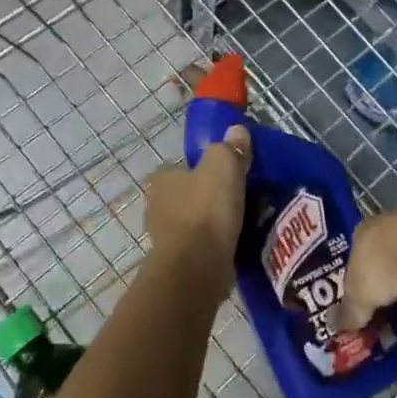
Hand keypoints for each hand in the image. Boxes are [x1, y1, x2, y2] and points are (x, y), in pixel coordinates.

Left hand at [143, 126, 250, 280]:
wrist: (197, 267)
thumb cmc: (206, 210)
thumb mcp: (224, 166)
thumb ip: (230, 147)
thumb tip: (237, 130)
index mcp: (161, 179)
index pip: (178, 167)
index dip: (200, 168)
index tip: (223, 174)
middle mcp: (156, 205)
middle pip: (185, 195)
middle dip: (205, 196)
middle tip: (235, 198)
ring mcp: (164, 237)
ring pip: (191, 222)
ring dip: (209, 222)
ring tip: (240, 222)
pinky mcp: (177, 262)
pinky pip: (198, 246)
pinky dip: (212, 244)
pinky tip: (233, 244)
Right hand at [335, 206, 396, 331]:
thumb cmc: (383, 266)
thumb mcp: (358, 296)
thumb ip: (349, 312)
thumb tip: (339, 328)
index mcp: (366, 230)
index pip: (358, 255)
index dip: (359, 281)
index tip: (362, 304)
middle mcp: (394, 225)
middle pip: (388, 260)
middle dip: (387, 287)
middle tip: (387, 315)